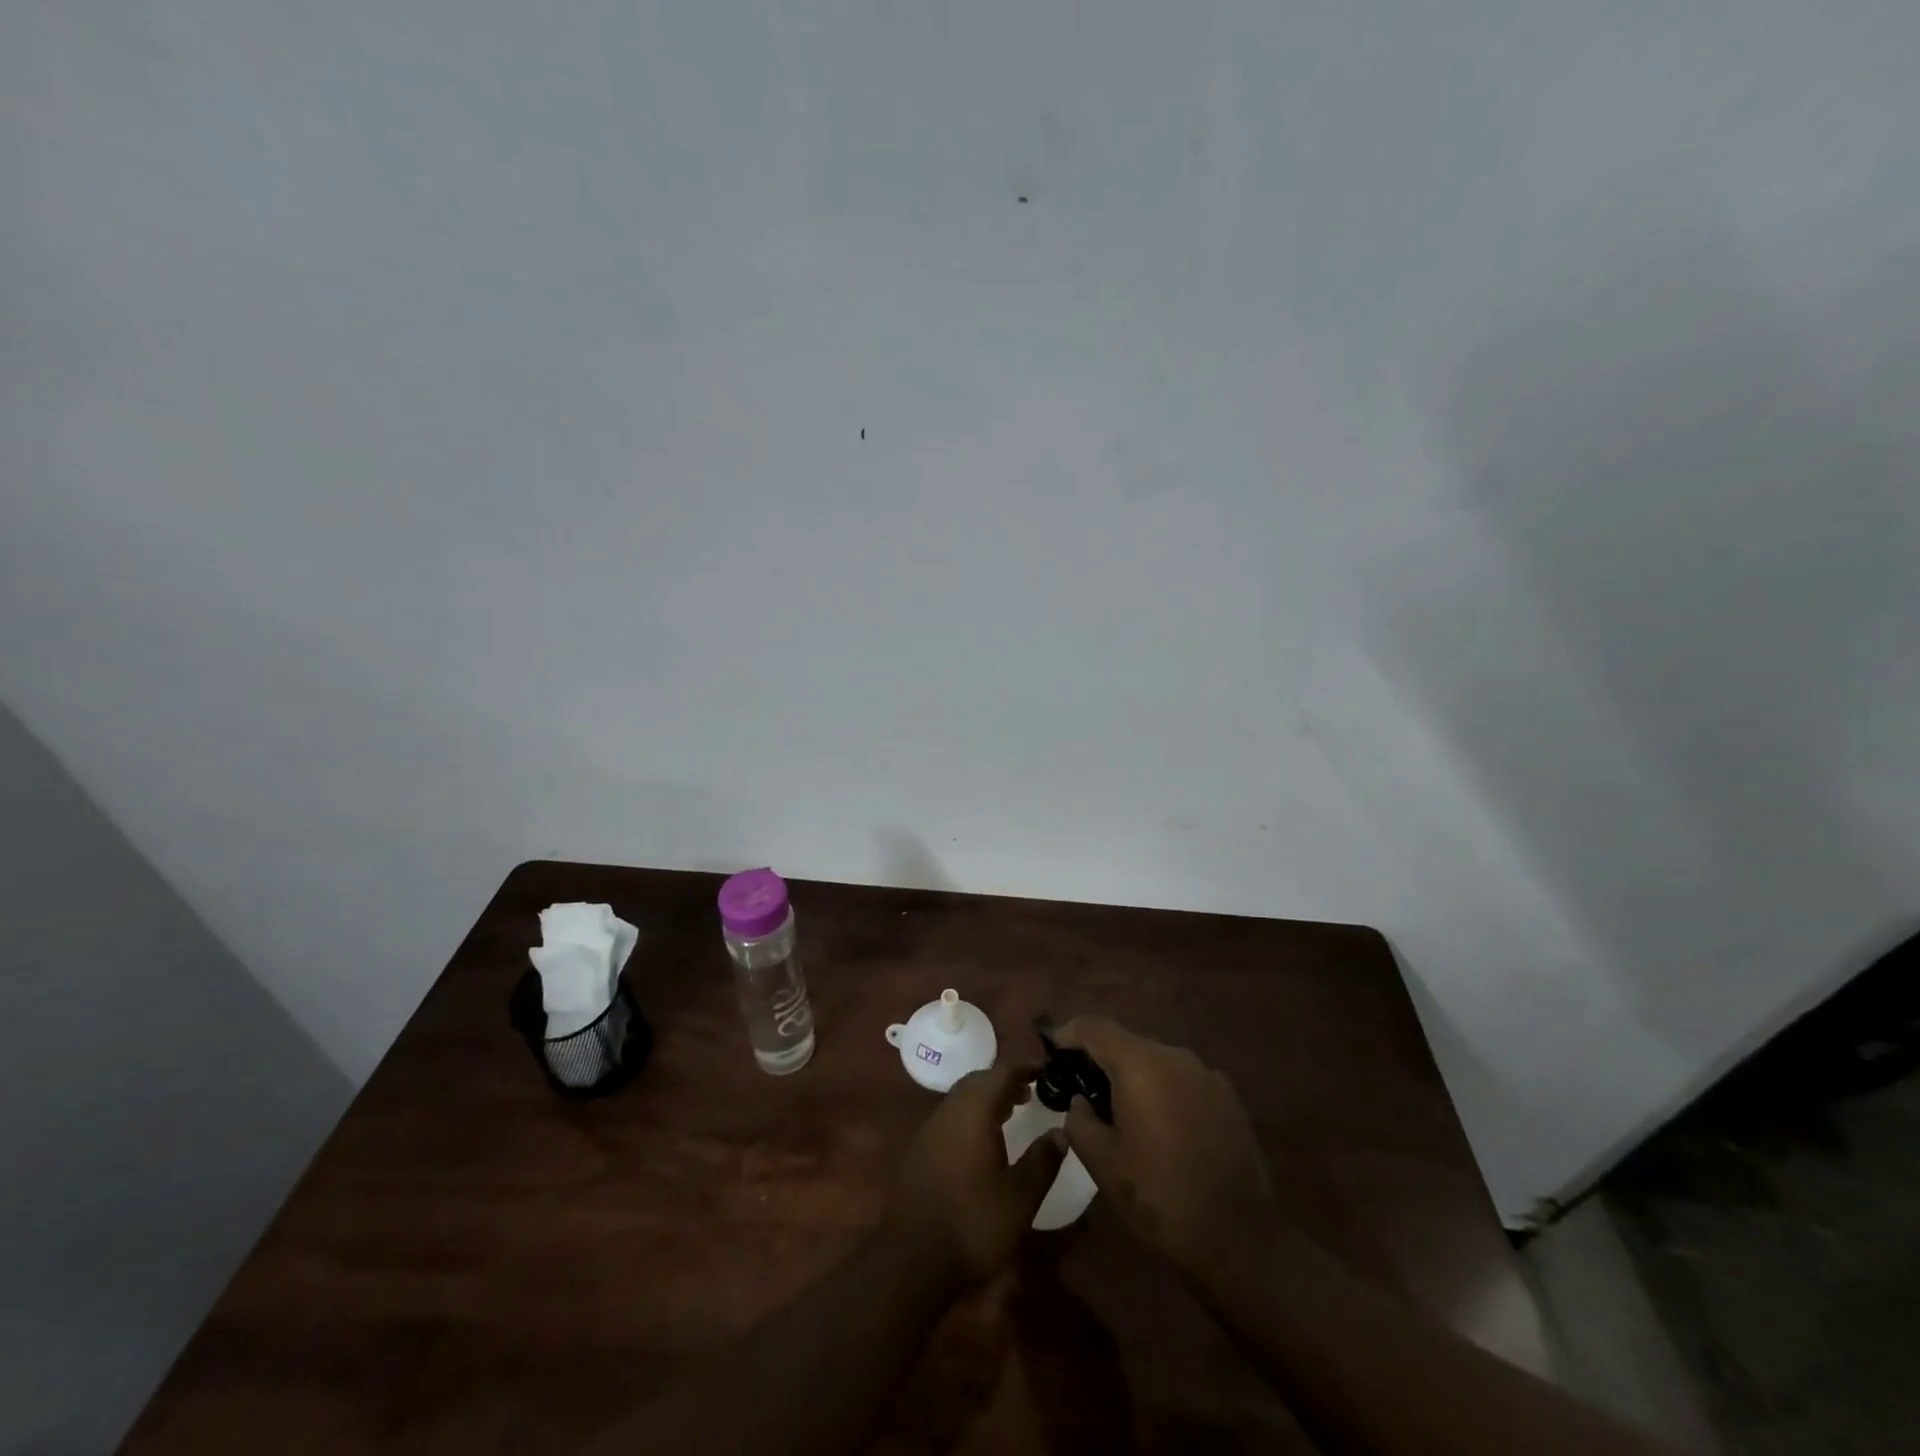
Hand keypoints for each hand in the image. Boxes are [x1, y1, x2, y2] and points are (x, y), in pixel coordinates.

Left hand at [887, 1062, 1066, 1281]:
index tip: (1047, 1068)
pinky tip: (985, 1140)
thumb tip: (1061, 1131)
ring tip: (1013, 1109)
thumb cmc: (973, 1223)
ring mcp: (930, 1129)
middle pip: (979, 1080)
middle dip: (1006, 1080)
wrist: (911, 1260)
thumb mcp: (1020, 1197)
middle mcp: (949, 1110)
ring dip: (988, 1098)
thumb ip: (1042, 1160)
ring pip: (963, 1098)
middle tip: (1032, 1090)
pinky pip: (952, 1116)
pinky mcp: (921, 1150)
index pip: (1002, 1072)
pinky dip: (973, 1115)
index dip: (1025, 1066)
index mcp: (974, 1111)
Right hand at [1056, 1016, 1276, 1276]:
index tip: (1052, 1046)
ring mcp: (1207, 1074)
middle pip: (1128, 1042)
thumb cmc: (1160, 1196)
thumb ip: (1079, 1121)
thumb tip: (1080, 1102)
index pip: (1095, 1028)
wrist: (1239, 1237)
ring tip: (1123, 1111)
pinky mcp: (1229, 1097)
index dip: (1070, 1032)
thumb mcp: (1102, 1164)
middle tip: (1083, 1087)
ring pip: (1158, 1061)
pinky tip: (1162, 1127)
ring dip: (1136, 1077)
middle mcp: (1175, 1057)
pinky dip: (1165, 1091)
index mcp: (1140, 1066)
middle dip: (1103, 1059)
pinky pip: (1184, 1080)